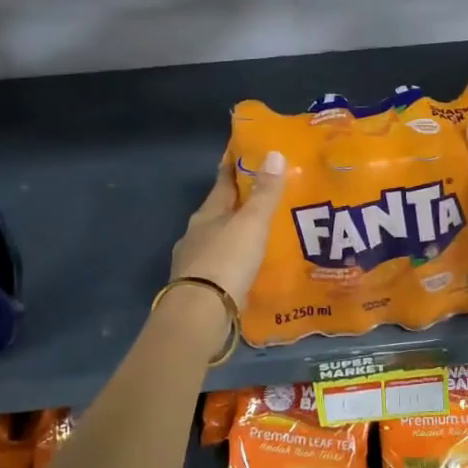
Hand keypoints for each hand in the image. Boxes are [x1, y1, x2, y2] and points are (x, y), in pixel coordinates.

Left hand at [170, 150, 286, 308]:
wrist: (200, 313)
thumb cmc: (227, 260)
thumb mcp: (251, 223)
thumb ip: (264, 193)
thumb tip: (273, 153)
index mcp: (207, 213)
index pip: (222, 182)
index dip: (234, 167)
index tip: (245, 154)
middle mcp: (196, 234)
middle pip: (219, 212)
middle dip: (238, 205)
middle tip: (263, 198)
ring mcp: (194, 262)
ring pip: (218, 241)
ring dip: (235, 236)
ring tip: (260, 235)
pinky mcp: (200, 288)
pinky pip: (221, 267)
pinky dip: (234, 263)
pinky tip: (247, 269)